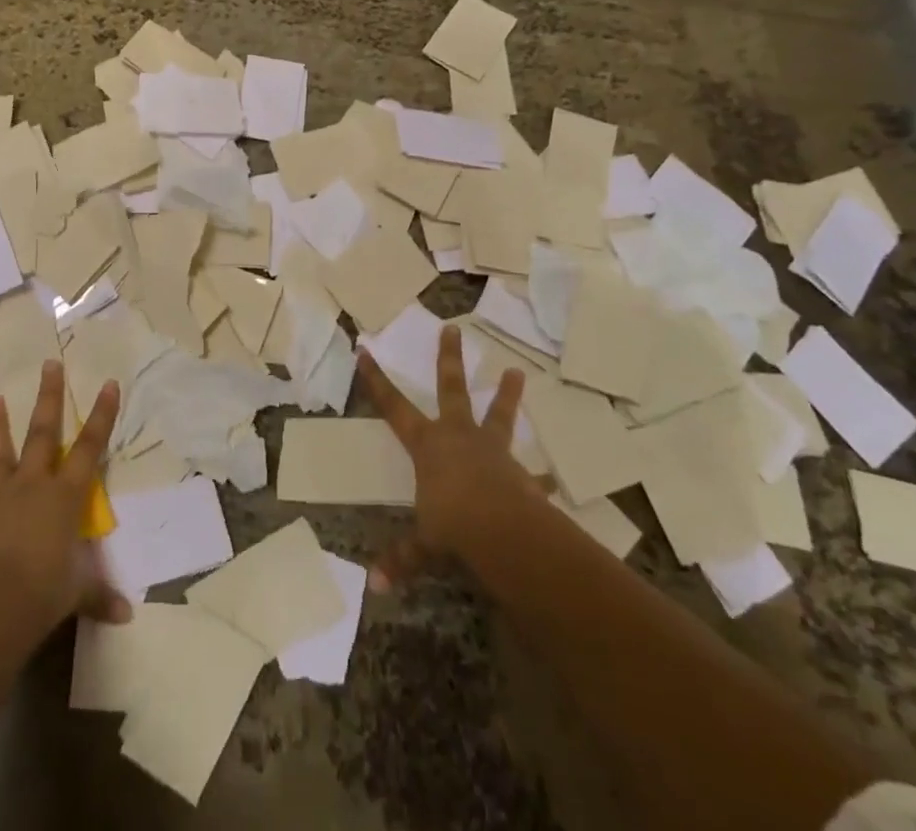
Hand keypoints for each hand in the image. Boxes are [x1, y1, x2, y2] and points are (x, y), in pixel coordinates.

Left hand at [0, 359, 130, 631]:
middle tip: (49, 364)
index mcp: (64, 496)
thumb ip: (99, 595)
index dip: (102, 416)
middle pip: (42, 434)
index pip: (89, 448)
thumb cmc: (45, 592)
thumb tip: (126, 615)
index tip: (109, 383)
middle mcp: (31, 487)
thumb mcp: (78, 593)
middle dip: (48, 398)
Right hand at [358, 324, 542, 591]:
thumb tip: (374, 586)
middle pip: (451, 389)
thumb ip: (402, 559)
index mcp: (427, 445)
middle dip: (448, 359)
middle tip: (453, 329)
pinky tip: (550, 482)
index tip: (365, 351)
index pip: (393, 406)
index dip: (377, 381)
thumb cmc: (452, 525)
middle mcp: (458, 436)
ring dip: (506, 395)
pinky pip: (531, 475)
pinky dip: (538, 479)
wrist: (503, 532)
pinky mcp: (521, 475)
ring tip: (517, 372)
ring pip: (498, 415)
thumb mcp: (423, 544)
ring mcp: (492, 452)